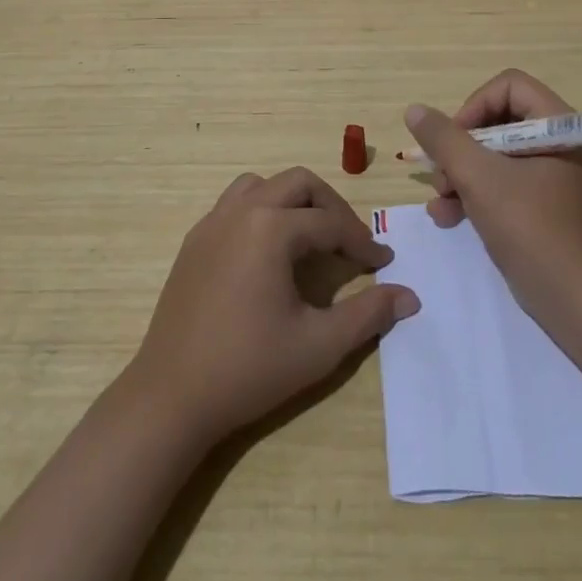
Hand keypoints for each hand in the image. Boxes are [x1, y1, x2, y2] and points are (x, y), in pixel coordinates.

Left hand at [125, 167, 419, 447]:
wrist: (171, 397)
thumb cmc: (248, 369)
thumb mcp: (319, 345)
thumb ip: (369, 314)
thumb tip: (410, 296)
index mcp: (271, 228)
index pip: (330, 223)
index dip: (362, 242)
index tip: (384, 263)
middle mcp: (241, 211)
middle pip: (299, 183)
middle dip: (331, 207)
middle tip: (350, 242)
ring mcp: (212, 222)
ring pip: (263, 185)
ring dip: (293, 200)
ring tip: (310, 236)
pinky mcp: (194, 240)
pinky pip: (235, 204)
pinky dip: (262, 211)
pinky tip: (269, 252)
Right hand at [405, 69, 581, 322]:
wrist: (572, 301)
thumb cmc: (529, 227)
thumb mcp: (479, 178)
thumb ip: (444, 140)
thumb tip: (415, 111)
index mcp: (558, 126)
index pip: (509, 86)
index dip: (475, 106)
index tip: (454, 139)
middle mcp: (557, 143)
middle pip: (496, 120)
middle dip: (461, 148)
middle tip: (441, 175)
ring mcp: (549, 176)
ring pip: (493, 155)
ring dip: (459, 174)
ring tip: (440, 200)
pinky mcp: (539, 205)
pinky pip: (500, 183)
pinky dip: (473, 195)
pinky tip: (447, 217)